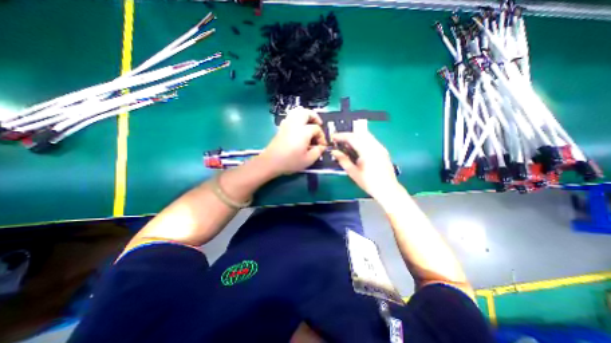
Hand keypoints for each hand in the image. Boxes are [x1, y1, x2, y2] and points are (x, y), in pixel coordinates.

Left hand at [259, 106, 328, 175]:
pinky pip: (290, 117)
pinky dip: (297, 118)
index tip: (322, 146)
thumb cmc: (290, 162)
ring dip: (305, 115)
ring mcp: (286, 124)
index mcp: (304, 131)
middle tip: (318, 124)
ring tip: (309, 123)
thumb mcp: (308, 160)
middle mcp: (295, 124)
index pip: (316, 129)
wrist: (271, 162)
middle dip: (314, 117)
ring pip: (297, 112)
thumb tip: (322, 147)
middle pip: (306, 113)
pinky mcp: (281, 127)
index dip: (321, 136)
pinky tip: (298, 128)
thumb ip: (318, 152)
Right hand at [329, 131, 401, 199]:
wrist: (387, 189)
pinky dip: (362, 140)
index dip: (341, 136)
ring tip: (346, 143)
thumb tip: (334, 152)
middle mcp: (375, 146)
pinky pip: (371, 140)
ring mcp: (380, 147)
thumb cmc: (368, 182)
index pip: (352, 138)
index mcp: (367, 151)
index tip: (333, 137)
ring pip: (366, 135)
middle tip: (339, 140)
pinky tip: (357, 147)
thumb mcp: (353, 172)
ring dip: (355, 136)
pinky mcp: (383, 150)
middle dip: (348, 135)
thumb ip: (343, 160)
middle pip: (359, 134)